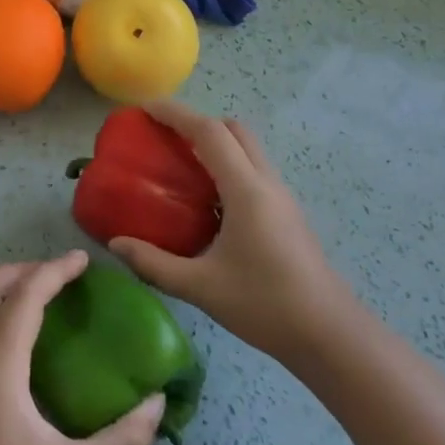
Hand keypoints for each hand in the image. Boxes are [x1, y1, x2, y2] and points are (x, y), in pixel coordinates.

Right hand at [110, 103, 364, 366]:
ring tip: (181, 164)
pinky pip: (253, 170)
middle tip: (163, 137)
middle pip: (233, 130)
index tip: (145, 109)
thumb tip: (114, 244)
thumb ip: (154, 263)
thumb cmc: (265, 305)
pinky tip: (208, 200)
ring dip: (215, 143)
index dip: (176, 114)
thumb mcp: (200, 287)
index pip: (209, 132)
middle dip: (197, 122)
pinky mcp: (287, 213)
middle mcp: (266, 183)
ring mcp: (281, 197)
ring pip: (248, 148)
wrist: (330, 335)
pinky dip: (228, 165)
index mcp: (246, 190)